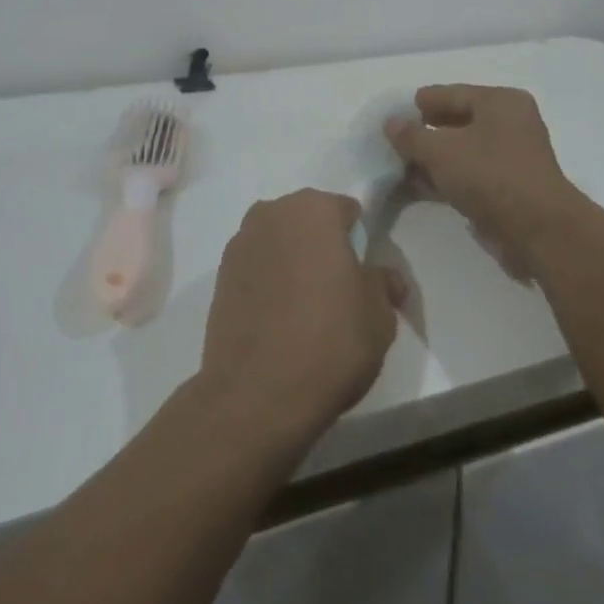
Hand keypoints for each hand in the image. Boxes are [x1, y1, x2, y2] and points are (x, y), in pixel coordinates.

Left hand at [196, 190, 404, 457]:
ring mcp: (240, 244)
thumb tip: (385, 278)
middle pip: (308, 222)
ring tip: (305, 309)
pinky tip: (278, 320)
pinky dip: (268, 284)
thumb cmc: (331, 341)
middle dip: (322, 246)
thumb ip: (383, 284)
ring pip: (279, 243)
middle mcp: (272, 213)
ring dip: (292, 262)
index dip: (359, 241)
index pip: (347, 212)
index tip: (364, 275)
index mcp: (315, 209)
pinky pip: (256, 269)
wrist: (257, 394)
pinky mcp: (218, 277)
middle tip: (337, 290)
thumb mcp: (380, 316)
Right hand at [385, 84, 585, 273]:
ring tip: (402, 163)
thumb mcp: (441, 150)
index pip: (453, 93)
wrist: (537, 230)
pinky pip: (471, 172)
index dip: (423, 102)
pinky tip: (421, 185)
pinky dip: (447, 176)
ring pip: (463, 149)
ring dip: (434, 157)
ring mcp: (512, 156)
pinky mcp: (509, 186)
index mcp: (500, 102)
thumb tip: (390, 123)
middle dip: (427, 131)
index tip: (396, 111)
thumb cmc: (490, 175)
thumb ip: (411, 135)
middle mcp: (510, 123)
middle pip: (458, 120)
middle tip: (396, 138)